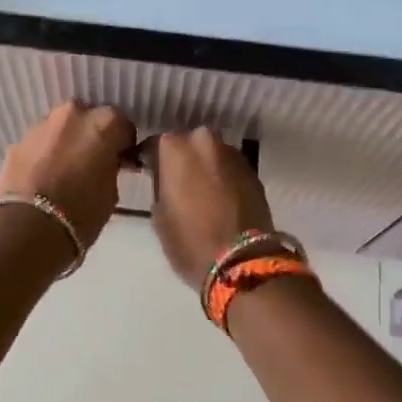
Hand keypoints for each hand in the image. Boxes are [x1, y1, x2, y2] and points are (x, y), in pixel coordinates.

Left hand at [0, 102, 135, 248]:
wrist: (28, 228)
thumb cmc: (82, 212)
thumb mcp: (112, 191)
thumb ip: (111, 167)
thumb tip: (106, 164)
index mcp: (104, 123)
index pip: (122, 126)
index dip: (122, 145)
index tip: (121, 162)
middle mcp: (73, 114)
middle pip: (89, 119)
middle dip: (92, 136)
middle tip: (92, 163)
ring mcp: (42, 125)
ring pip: (62, 128)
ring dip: (67, 143)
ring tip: (65, 171)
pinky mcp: (18, 141)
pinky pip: (40, 143)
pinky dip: (45, 154)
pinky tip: (44, 178)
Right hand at [148, 129, 274, 285]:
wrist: (241, 260)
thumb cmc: (189, 240)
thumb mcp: (159, 216)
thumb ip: (160, 187)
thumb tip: (166, 180)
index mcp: (174, 148)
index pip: (154, 145)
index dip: (150, 160)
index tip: (148, 173)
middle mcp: (204, 141)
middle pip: (187, 144)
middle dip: (182, 159)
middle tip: (177, 182)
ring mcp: (232, 153)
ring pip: (211, 154)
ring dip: (205, 167)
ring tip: (201, 191)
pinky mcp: (253, 170)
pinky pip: (229, 168)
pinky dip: (223, 177)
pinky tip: (220, 198)